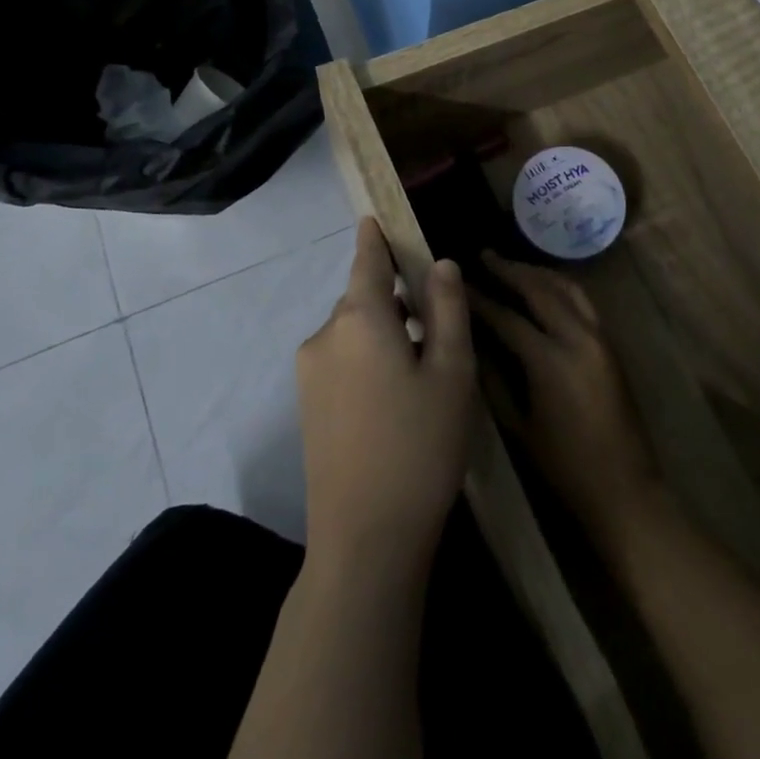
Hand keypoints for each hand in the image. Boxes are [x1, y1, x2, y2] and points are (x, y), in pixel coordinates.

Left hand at [296, 219, 474, 581]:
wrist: (365, 540)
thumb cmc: (421, 445)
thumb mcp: (452, 372)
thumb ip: (447, 309)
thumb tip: (440, 264)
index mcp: (361, 318)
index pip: (367, 260)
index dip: (374, 237)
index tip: (375, 218)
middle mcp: (326, 336)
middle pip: (363, 298)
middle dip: (395, 297)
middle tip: (437, 318)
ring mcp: (310, 373)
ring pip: (353, 331)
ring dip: (384, 331)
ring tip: (424, 363)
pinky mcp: (307, 407)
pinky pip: (342, 360)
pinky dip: (368, 358)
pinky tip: (397, 394)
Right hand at [472, 253, 664, 550]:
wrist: (624, 487)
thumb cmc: (564, 466)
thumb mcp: (519, 427)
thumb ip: (494, 381)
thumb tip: (472, 344)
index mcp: (550, 360)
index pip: (508, 317)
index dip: (480, 299)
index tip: (458, 284)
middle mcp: (578, 338)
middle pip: (540, 290)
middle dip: (510, 270)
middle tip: (484, 256)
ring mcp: (599, 337)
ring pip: (567, 288)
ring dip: (538, 273)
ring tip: (512, 265)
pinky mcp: (610, 343)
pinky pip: (583, 301)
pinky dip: (560, 286)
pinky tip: (544, 287)